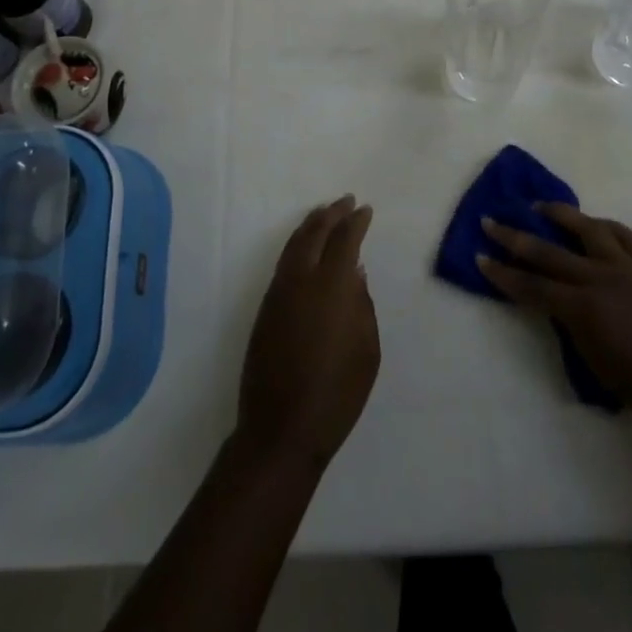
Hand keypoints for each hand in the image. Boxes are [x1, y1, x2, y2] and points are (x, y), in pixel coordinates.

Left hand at [237, 195, 380, 468]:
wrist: (281, 429)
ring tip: (325, 215)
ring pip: (294, 245)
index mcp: (330, 288)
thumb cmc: (337, 394)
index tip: (366, 210)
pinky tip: (306, 249)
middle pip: (314, 233)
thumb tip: (355, 273)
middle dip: (331, 213)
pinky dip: (297, 245)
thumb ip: (362, 305)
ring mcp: (278, 293)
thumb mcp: (367, 351)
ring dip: (311, 225)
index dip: (356, 222)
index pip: (344, 240)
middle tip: (346, 201)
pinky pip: (284, 263)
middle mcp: (300, 280)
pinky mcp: (265, 308)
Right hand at [477, 203, 631, 434]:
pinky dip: (604, 226)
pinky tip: (594, 224)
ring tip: (541, 206)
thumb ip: (573, 327)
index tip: (480, 258)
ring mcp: (626, 267)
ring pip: (587, 228)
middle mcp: (599, 278)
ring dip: (560, 215)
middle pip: (548, 252)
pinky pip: (624, 236)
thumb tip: (560, 305)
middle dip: (514, 237)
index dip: (502, 274)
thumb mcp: (597, 364)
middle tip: (490, 222)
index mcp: (582, 309)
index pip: (531, 287)